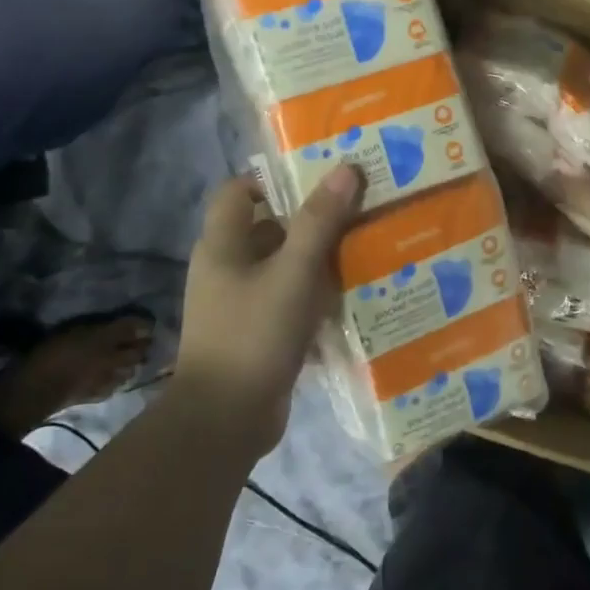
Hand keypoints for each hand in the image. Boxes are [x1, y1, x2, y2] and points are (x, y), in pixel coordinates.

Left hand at [176, 165, 364, 452]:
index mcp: (222, 245)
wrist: (225, 420)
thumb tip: (346, 168)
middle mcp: (227, 269)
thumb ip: (319, 222)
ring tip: (366, 250)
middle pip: (269, 229)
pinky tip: (353, 298)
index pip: (239, 191)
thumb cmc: (253, 335)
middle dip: (311, 221)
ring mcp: (240, 304)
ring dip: (319, 261)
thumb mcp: (292, 274)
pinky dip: (315, 298)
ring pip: (283, 268)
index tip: (320, 180)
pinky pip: (289, 303)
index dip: (274, 179)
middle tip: (359, 212)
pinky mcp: (257, 333)